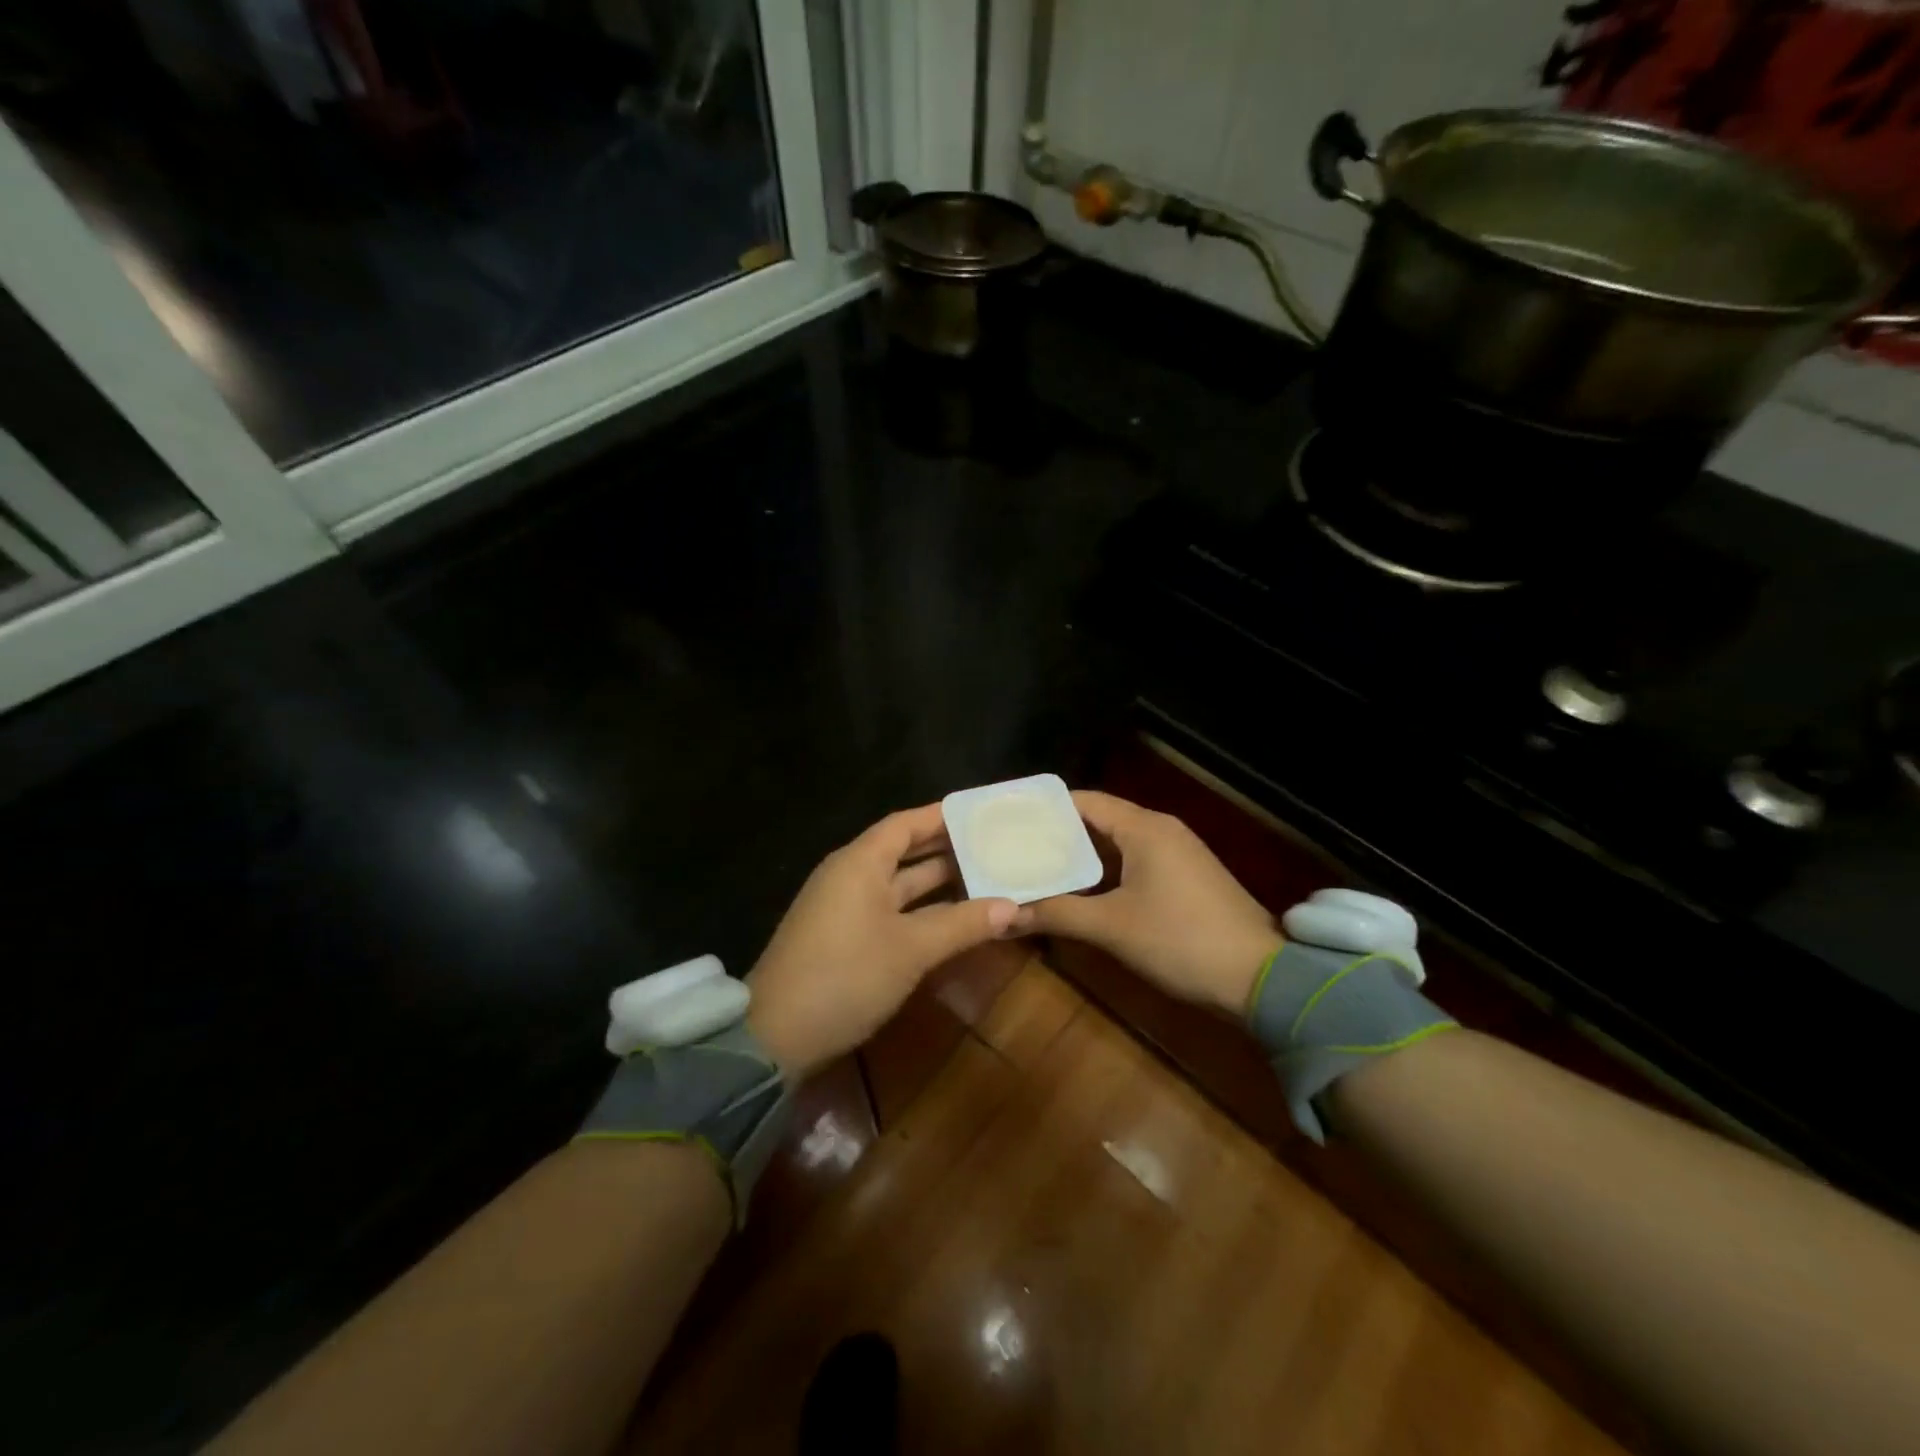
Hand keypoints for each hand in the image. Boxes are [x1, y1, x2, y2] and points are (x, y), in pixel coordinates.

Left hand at [745, 803, 1029, 1080]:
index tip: (982, 814)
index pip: (906, 823)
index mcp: (860, 862)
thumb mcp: (911, 950)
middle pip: (904, 852)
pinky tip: (953, 919)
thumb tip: (1012, 906)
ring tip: (986, 878)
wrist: (775, 1036)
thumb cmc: (846, 976)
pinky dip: (922, 911)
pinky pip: (890, 910)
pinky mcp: (843, 937)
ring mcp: (844, 908)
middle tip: (995, 847)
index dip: (943, 816)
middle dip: (948, 851)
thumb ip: (962, 924)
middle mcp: (850, 876)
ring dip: (938, 885)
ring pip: (899, 885)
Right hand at [1024, 790, 1279, 1016]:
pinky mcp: (1185, 878)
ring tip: (1035, 868)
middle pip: (1097, 820)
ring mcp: (1176, 854)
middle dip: (1056, 834)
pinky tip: (1079, 892)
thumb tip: (1006, 915)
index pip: (1083, 802)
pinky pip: (1133, 862)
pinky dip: (1104, 872)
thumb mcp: (1112, 927)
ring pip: (1116, 844)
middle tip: (1013, 848)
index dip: (1045, 809)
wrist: (1261, 977)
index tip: (1007, 820)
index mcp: (1144, 828)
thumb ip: (1057, 914)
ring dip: (1079, 856)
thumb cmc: (1181, 940)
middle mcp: (1160, 830)